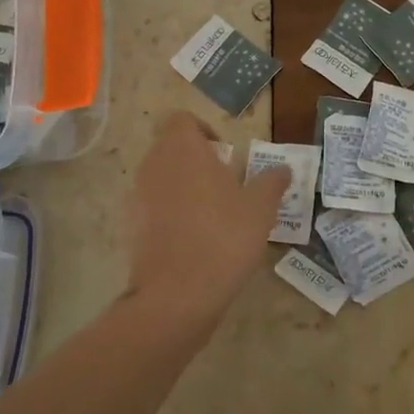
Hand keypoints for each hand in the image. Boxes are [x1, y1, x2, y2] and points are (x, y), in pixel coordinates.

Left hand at [123, 112, 289, 325]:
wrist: (177, 294)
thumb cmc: (223, 236)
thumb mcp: (261, 207)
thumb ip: (272, 182)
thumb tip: (282, 169)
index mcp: (182, 149)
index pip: (182, 120)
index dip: (204, 131)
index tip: (225, 154)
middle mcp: (153, 165)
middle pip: (171, 149)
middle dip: (196, 161)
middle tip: (225, 186)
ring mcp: (137, 197)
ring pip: (160, 179)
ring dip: (183, 188)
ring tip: (212, 215)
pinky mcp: (130, 227)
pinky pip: (151, 208)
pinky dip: (169, 215)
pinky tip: (194, 240)